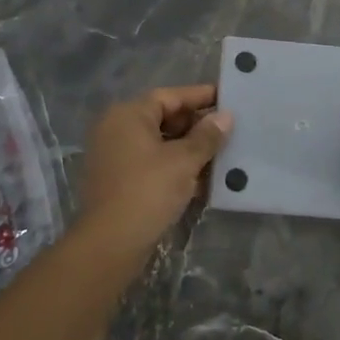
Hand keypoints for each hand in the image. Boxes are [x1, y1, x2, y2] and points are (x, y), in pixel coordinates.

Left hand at [77, 84, 231, 259]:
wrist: (111, 243)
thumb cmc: (148, 191)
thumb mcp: (184, 161)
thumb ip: (207, 136)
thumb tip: (225, 117)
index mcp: (128, 115)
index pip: (170, 96)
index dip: (200, 96)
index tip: (227, 98)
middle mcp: (117, 129)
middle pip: (163, 118)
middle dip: (197, 125)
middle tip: (229, 130)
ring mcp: (115, 156)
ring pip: (159, 143)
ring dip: (189, 149)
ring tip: (222, 153)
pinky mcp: (119, 181)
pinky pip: (152, 164)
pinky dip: (175, 167)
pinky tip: (203, 178)